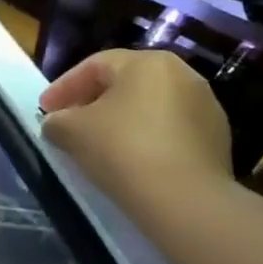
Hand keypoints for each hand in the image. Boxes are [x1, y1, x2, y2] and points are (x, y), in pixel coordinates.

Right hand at [39, 49, 231, 210]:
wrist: (185, 201)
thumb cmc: (122, 149)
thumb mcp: (72, 130)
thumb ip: (57, 120)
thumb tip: (56, 124)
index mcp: (148, 62)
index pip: (94, 65)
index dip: (63, 87)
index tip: (44, 110)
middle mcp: (183, 75)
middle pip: (125, 84)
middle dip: (92, 102)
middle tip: (68, 124)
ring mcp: (206, 108)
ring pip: (149, 108)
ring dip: (120, 122)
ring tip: (98, 146)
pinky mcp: (217, 142)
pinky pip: (169, 132)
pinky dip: (145, 140)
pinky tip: (130, 163)